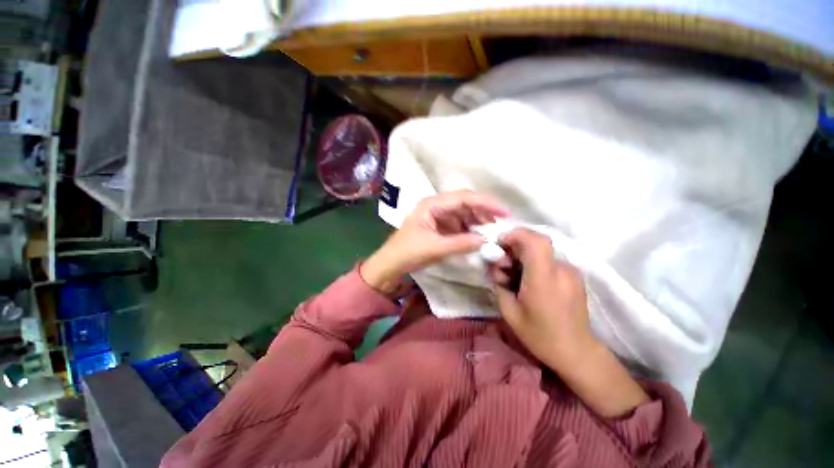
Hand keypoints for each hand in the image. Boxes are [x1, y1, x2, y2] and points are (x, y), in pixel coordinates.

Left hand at [361, 190, 506, 294]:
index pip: (463, 198)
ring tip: (493, 228)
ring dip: (479, 218)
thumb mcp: (434, 248)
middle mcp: (436, 206)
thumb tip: (485, 240)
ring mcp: (439, 215)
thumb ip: (460, 243)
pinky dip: (471, 227)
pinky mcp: (440, 226)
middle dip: (484, 209)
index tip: (503, 212)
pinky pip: (460, 223)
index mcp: (432, 205)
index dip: (485, 203)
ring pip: (464, 212)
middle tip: (502, 220)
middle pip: (465, 202)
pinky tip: (480, 233)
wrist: (392, 264)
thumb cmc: (408, 252)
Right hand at [488, 228, 649, 416]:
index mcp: (544, 279)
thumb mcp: (509, 311)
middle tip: (502, 265)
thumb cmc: (540, 335)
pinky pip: (548, 260)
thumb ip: (499, 283)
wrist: (576, 352)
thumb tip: (494, 266)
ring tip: (514, 276)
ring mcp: (571, 271)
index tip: (500, 243)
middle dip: (514, 247)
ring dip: (523, 257)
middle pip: (536, 243)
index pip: (535, 242)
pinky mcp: (573, 275)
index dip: (516, 235)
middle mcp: (561, 270)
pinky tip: (529, 281)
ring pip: (541, 252)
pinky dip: (534, 263)